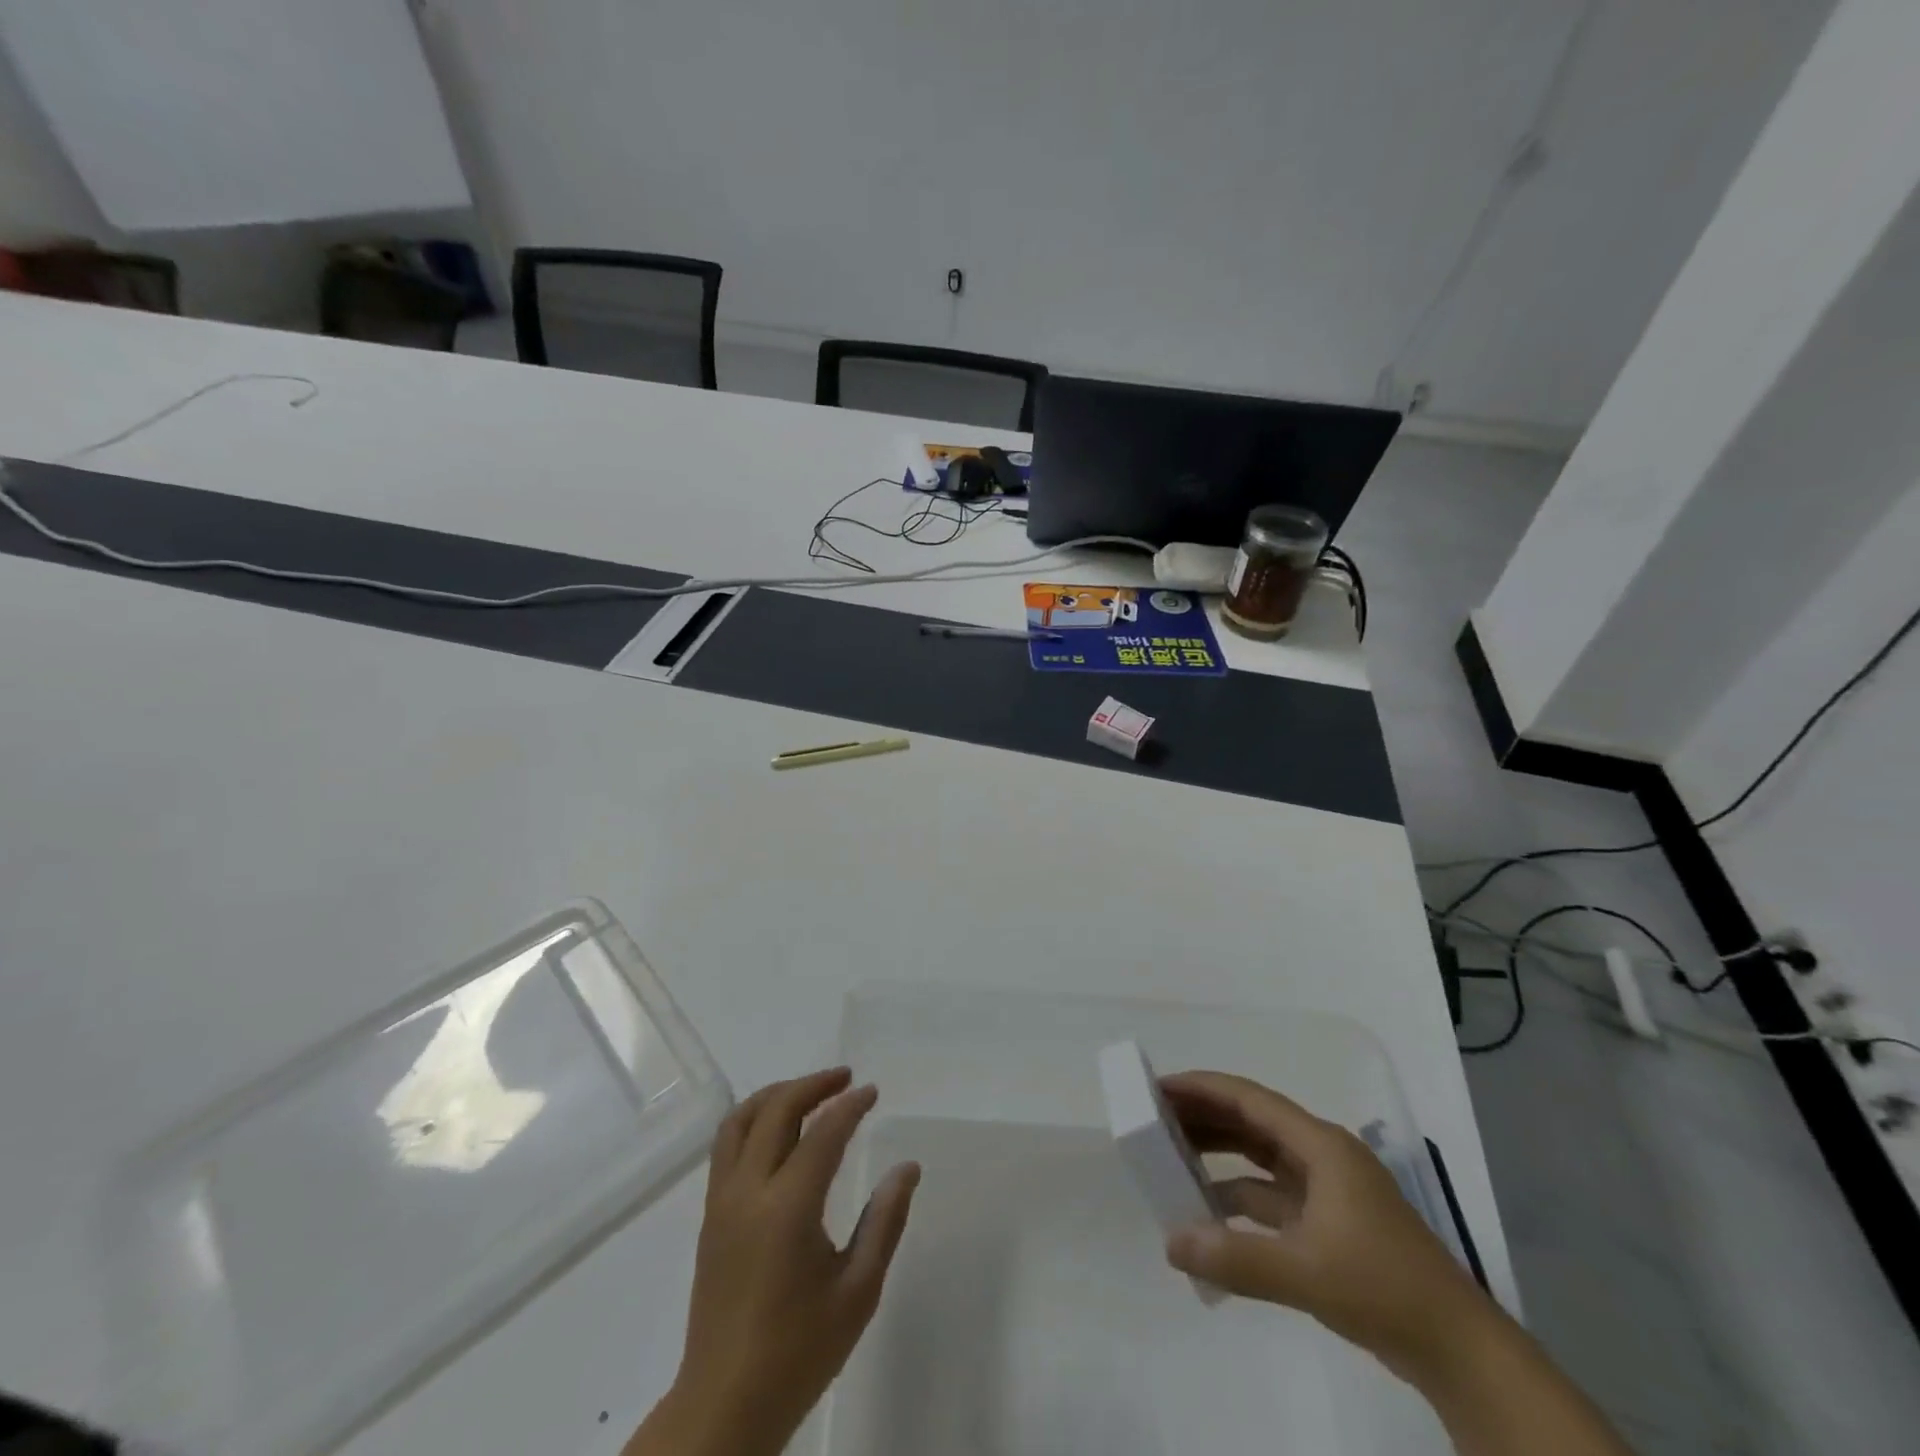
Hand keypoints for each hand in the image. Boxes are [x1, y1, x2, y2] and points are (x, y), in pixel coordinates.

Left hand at [628, 1068, 919, 1455]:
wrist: (724, 1405)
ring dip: (777, 1095)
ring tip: (810, 1092)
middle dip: (813, 1085)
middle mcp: (748, 1191)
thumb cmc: (799, 1351)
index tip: (873, 1092)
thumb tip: (907, 1168)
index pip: (823, 1133)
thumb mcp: (858, 1291)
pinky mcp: (710, 1215)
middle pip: (776, 1110)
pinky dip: (755, 1118)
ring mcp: (722, 1201)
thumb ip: (884, 1222)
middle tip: (846, 1079)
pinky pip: (727, 1145)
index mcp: (787, 1208)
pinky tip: (778, 1130)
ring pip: (742, 1119)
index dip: (850, 1106)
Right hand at [1159, 1070, 1490, 1383]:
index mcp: (1321, 1146)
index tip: (1159, 1087)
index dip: (1203, 1089)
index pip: (1250, 1100)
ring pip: (1261, 1156)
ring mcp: (1328, 1190)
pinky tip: (1209, 1211)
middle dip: (1205, 1116)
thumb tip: (1169, 1242)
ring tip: (1173, 1154)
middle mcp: (1322, 1156)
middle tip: (1155, 1117)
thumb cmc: (1383, 1288)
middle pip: (1252, 1121)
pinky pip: (1270, 1193)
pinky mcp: (1329, 1222)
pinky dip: (1238, 1195)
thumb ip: (1234, 1258)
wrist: (1459, 1351)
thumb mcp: (1305, 1272)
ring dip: (1220, 1153)